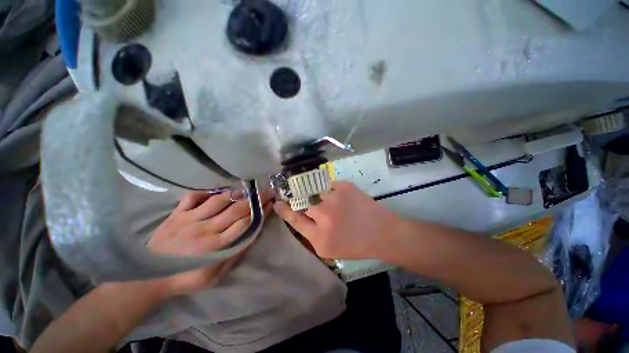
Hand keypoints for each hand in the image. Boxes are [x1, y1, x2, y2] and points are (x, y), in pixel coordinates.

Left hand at [148, 188, 274, 296]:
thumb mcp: (216, 274)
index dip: (261, 211)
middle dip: (255, 198)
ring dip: (236, 193)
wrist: (149, 277)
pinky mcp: (176, 214)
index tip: (271, 203)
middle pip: (236, 209)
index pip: (246, 222)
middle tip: (267, 190)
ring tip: (247, 188)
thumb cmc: (187, 278)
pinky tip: (217, 192)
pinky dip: (207, 192)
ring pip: (219, 200)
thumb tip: (253, 233)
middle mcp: (206, 229)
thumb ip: (236, 253)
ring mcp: (189, 219)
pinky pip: (193, 196)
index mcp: (216, 246)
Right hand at [274, 181, 398, 259]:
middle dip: (302, 200)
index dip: (284, 209)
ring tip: (333, 203)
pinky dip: (332, 191)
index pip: (294, 219)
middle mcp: (324, 215)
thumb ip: (311, 233)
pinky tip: (342, 199)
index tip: (277, 202)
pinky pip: (329, 185)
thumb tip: (299, 216)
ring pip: (315, 191)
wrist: (382, 233)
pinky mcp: (344, 186)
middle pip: (302, 202)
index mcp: (319, 237)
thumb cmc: (356, 245)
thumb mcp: (329, 249)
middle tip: (307, 200)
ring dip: (320, 196)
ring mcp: (334, 198)